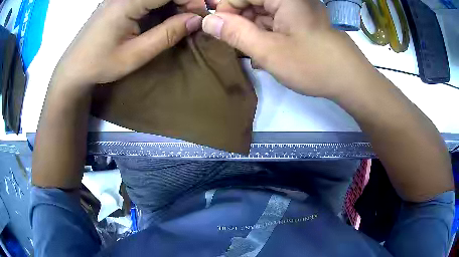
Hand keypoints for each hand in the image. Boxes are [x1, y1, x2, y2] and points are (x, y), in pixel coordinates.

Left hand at [53, 0, 203, 87]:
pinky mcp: (119, 2)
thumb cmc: (100, 64)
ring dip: (174, 3)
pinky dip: (161, 5)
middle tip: (194, 19)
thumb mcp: (135, 54)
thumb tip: (197, 20)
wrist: (74, 68)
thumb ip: (167, 34)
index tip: (201, 15)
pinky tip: (165, 18)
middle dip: (185, 1)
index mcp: (127, 2)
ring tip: (182, 20)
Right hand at [202, 0, 376, 98]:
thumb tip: (208, 21)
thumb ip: (235, 33)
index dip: (226, 11)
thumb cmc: (313, 65)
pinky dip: (268, 34)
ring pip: (264, 13)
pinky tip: (267, 52)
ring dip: (254, 31)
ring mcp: (298, 9)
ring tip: (254, 53)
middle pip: (253, 3)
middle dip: (241, 22)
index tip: (223, 33)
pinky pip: (277, 21)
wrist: (351, 80)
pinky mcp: (303, 20)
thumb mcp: (269, 51)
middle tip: (240, 46)